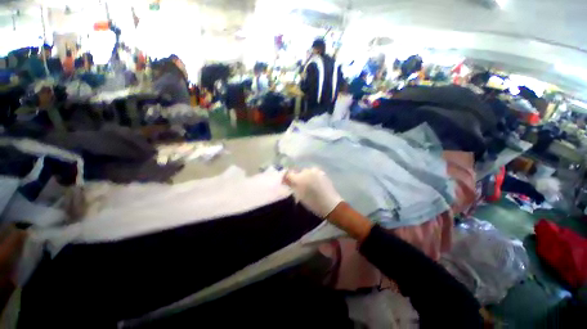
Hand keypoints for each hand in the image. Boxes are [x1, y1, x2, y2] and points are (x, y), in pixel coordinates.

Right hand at [283, 168, 342, 217]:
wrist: (330, 204)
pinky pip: (313, 173)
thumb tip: (285, 179)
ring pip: (306, 172)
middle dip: (297, 178)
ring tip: (308, 186)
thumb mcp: (299, 196)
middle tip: (299, 187)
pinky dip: (312, 177)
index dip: (287, 178)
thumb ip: (291, 185)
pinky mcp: (322, 173)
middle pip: (298, 172)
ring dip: (305, 177)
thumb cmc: (313, 203)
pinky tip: (315, 184)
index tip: (287, 183)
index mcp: (299, 178)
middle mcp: (307, 171)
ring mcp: (316, 171)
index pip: (289, 174)